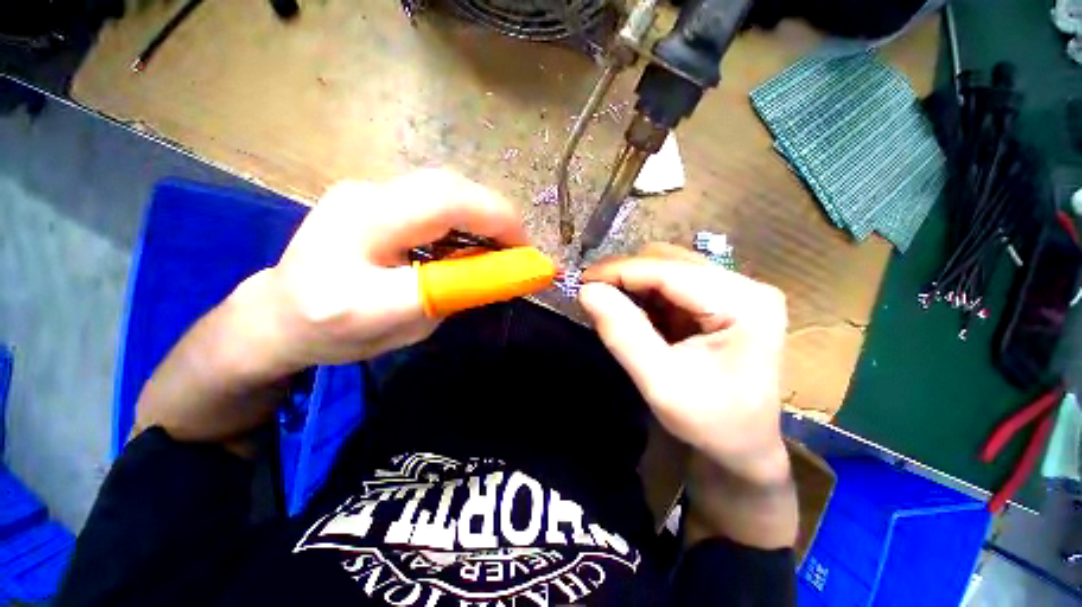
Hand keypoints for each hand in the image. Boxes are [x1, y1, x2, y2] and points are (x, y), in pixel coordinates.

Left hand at [235, 170, 526, 377]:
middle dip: (496, 216)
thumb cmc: (338, 331)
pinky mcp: (371, 194)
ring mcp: (364, 190)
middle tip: (516, 250)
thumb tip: (506, 269)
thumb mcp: (407, 324)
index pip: (443, 206)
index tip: (527, 253)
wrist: (279, 315)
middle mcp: (360, 198)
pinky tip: (467, 241)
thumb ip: (458, 291)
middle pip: (447, 187)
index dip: (498, 222)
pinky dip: (463, 217)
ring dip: (481, 216)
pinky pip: (432, 198)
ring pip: (443, 189)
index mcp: (358, 237)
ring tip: (497, 248)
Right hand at [579, 243, 788, 483]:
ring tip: (611, 304)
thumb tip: (587, 291)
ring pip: (669, 268)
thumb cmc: (711, 423)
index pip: (670, 271)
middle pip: (670, 263)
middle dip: (626, 276)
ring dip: (634, 283)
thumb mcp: (661, 384)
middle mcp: (745, 287)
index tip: (582, 280)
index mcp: (744, 304)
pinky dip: (645, 293)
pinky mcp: (721, 300)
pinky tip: (633, 312)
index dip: (621, 271)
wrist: (744, 447)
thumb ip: (623, 334)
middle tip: (594, 294)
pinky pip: (672, 283)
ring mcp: (735, 291)